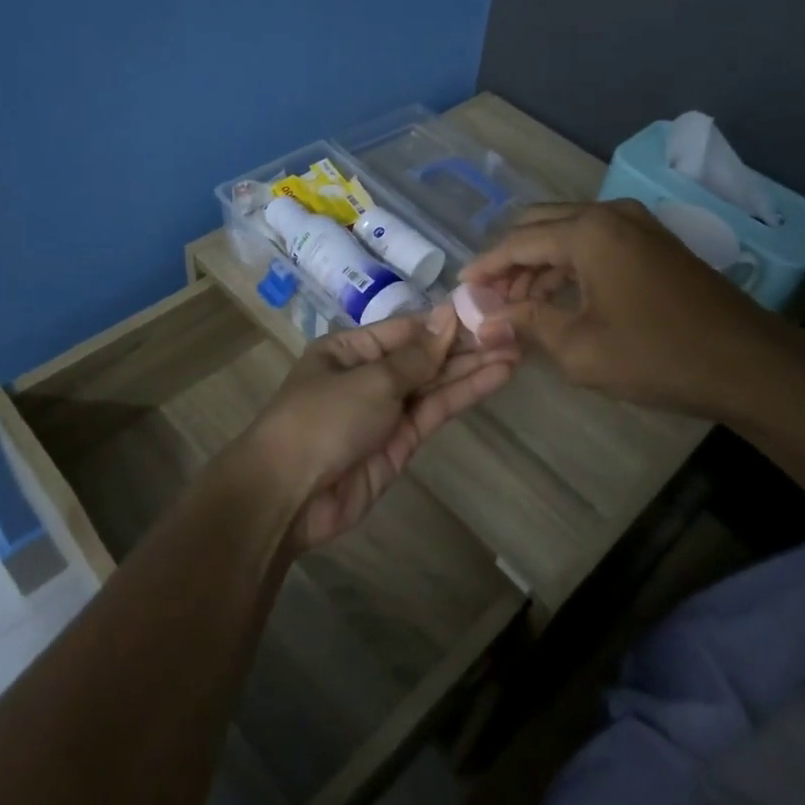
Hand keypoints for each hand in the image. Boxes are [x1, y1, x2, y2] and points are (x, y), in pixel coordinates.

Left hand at [237, 306, 518, 549]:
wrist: (289, 495)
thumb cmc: (322, 419)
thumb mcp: (370, 379)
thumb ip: (416, 355)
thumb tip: (447, 315)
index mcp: (349, 349)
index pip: (405, 328)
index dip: (444, 321)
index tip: (486, 309)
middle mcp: (368, 375)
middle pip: (423, 355)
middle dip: (464, 344)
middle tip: (512, 330)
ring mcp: (385, 410)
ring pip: (434, 383)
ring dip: (472, 367)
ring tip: (516, 350)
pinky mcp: (400, 443)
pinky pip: (434, 411)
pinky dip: (463, 394)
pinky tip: (495, 376)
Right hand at [461, 199, 796, 419]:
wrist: (749, 364)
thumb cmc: (657, 355)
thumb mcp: (579, 348)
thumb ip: (527, 324)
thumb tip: (483, 322)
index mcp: (588, 232)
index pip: (518, 241)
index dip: (486, 266)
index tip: (461, 288)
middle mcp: (610, 214)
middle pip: (540, 225)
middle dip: (511, 259)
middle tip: (491, 297)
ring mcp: (637, 224)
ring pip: (569, 233)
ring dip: (540, 263)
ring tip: (520, 305)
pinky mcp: (655, 242)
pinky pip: (596, 242)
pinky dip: (570, 265)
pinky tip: (559, 298)